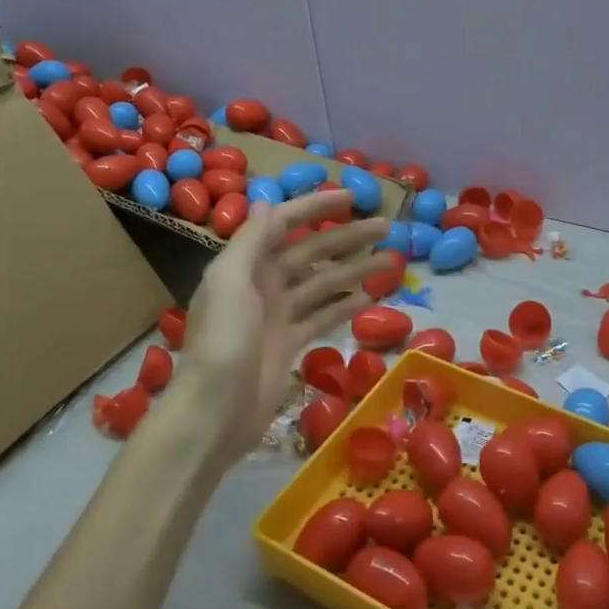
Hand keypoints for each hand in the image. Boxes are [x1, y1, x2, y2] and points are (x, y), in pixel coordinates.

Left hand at [180, 191, 389, 462]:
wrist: (214, 411)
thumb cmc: (223, 340)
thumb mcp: (230, 280)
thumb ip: (251, 240)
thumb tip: (267, 200)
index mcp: (245, 264)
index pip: (284, 223)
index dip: (316, 207)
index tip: (353, 198)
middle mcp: (262, 283)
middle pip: (312, 251)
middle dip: (348, 237)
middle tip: (387, 227)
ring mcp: (278, 315)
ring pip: (325, 283)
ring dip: (356, 270)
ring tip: (393, 261)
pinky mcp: (290, 343)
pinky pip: (324, 316)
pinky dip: (347, 305)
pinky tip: (373, 297)